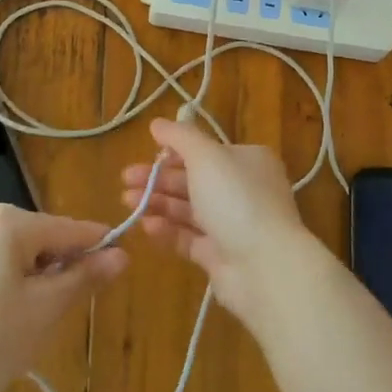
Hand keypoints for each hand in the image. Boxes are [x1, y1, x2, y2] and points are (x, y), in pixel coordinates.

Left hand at [0, 204, 127, 391]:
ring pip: (20, 254)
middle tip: (64, 313)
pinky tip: (3, 321)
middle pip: (45, 238)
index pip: (71, 229)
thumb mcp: (45, 310)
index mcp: (10, 222)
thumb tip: (122, 254)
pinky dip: (10, 285)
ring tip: (31, 323)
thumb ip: (84, 277)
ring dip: (37, 280)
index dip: (99, 249)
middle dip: (62, 269)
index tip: (120, 273)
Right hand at [121, 118, 328, 327]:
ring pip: (188, 209)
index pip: (207, 151)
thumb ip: (180, 137)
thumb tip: (157, 123)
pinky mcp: (220, 256)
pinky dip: (167, 230)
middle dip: (159, 178)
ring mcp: (233, 225)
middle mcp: (243, 190)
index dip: (175, 151)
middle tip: (125, 180)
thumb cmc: (237, 200)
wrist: (265, 267)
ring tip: (127, 202)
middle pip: (194, 179)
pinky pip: (188, 238)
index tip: (148, 153)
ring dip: (158, 202)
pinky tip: (145, 226)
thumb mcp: (207, 156)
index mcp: (248, 161)